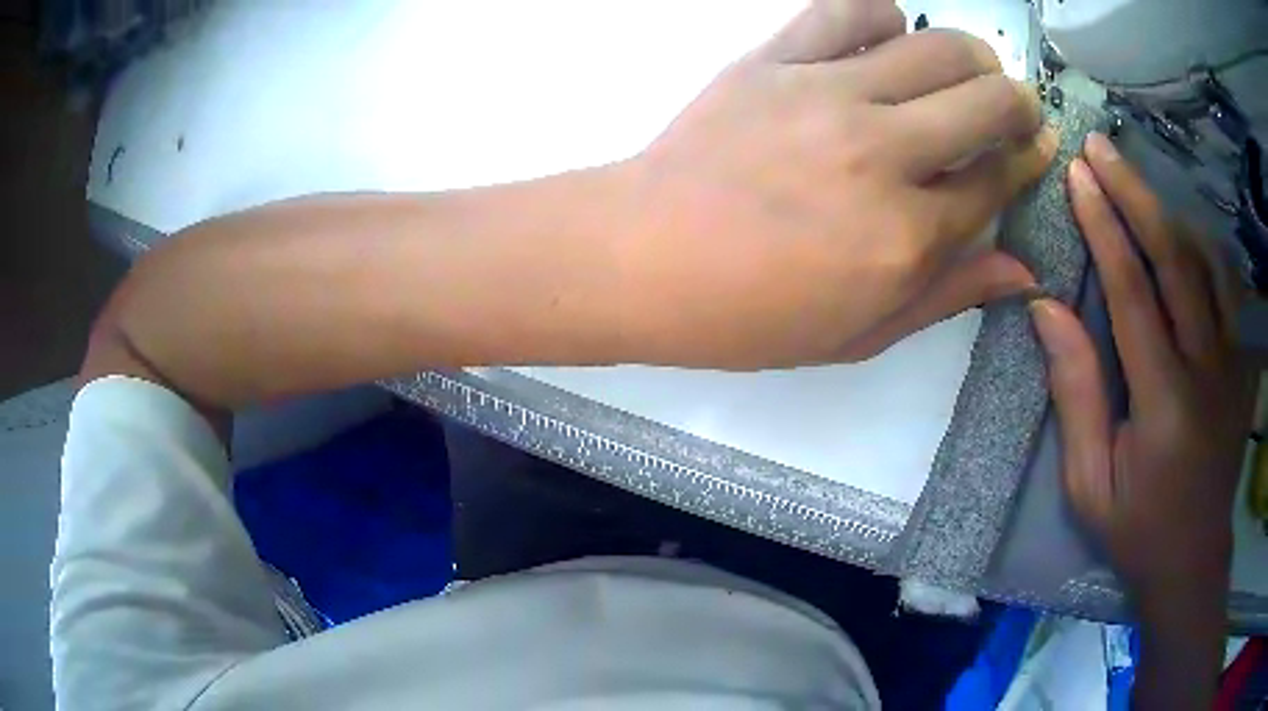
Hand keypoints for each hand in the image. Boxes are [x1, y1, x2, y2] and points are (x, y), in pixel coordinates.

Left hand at [620, 0, 1055, 367]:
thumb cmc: (749, 315)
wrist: (642, 258)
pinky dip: (881, 13)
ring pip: (934, 47)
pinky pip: (845, 9)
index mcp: (906, 237)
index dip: (1027, 161)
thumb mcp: (860, 333)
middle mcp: (882, 155)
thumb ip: (948, 295)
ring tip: (969, 69)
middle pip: (986, 102)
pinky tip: (888, 34)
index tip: (1037, 147)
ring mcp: (826, 95)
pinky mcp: (774, 60)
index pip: (996, 180)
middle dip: (1018, 102)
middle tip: (1015, 106)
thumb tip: (1022, 269)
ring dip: (971, 55)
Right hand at [1030, 133, 1253, 607]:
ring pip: (1206, 263)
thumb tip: (1047, 310)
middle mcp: (1206, 370)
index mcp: (1164, 404)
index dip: (1105, 228)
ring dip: (1169, 212)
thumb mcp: (1090, 483)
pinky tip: (1183, 230)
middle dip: (1135, 195)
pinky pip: (1227, 288)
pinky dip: (1204, 246)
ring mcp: (1231, 364)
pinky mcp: (1241, 365)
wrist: (1193, 559)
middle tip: (1100, 147)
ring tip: (1135, 180)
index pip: (1134, 293)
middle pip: (1175, 260)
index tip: (1077, 177)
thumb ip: (1076, 396)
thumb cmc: (1137, 529)